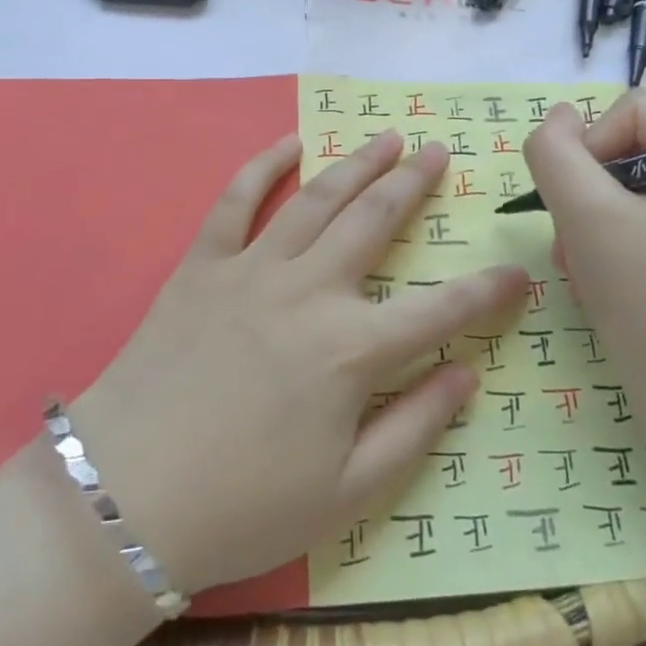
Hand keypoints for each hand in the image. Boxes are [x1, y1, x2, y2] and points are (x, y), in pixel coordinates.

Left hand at [69, 131, 525, 596]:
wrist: (126, 498)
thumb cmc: (243, 506)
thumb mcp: (347, 493)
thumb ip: (415, 427)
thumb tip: (467, 374)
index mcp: (352, 350)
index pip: (441, 310)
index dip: (488, 291)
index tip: (519, 273)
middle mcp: (310, 291)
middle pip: (376, 221)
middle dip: (415, 184)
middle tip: (439, 152)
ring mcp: (253, 269)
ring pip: (317, 198)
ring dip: (358, 163)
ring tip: (387, 139)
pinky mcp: (203, 264)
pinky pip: (236, 201)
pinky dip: (262, 166)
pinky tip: (288, 143)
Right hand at [522, 91, 645, 415]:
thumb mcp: (586, 217)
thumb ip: (555, 152)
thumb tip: (556, 117)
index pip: (633, 108)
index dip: (590, 148)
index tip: (578, 208)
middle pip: (633, 142)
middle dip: (590, 189)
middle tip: (575, 241)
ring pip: (632, 178)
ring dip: (592, 214)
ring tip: (582, 261)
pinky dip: (612, 232)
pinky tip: (600, 271)